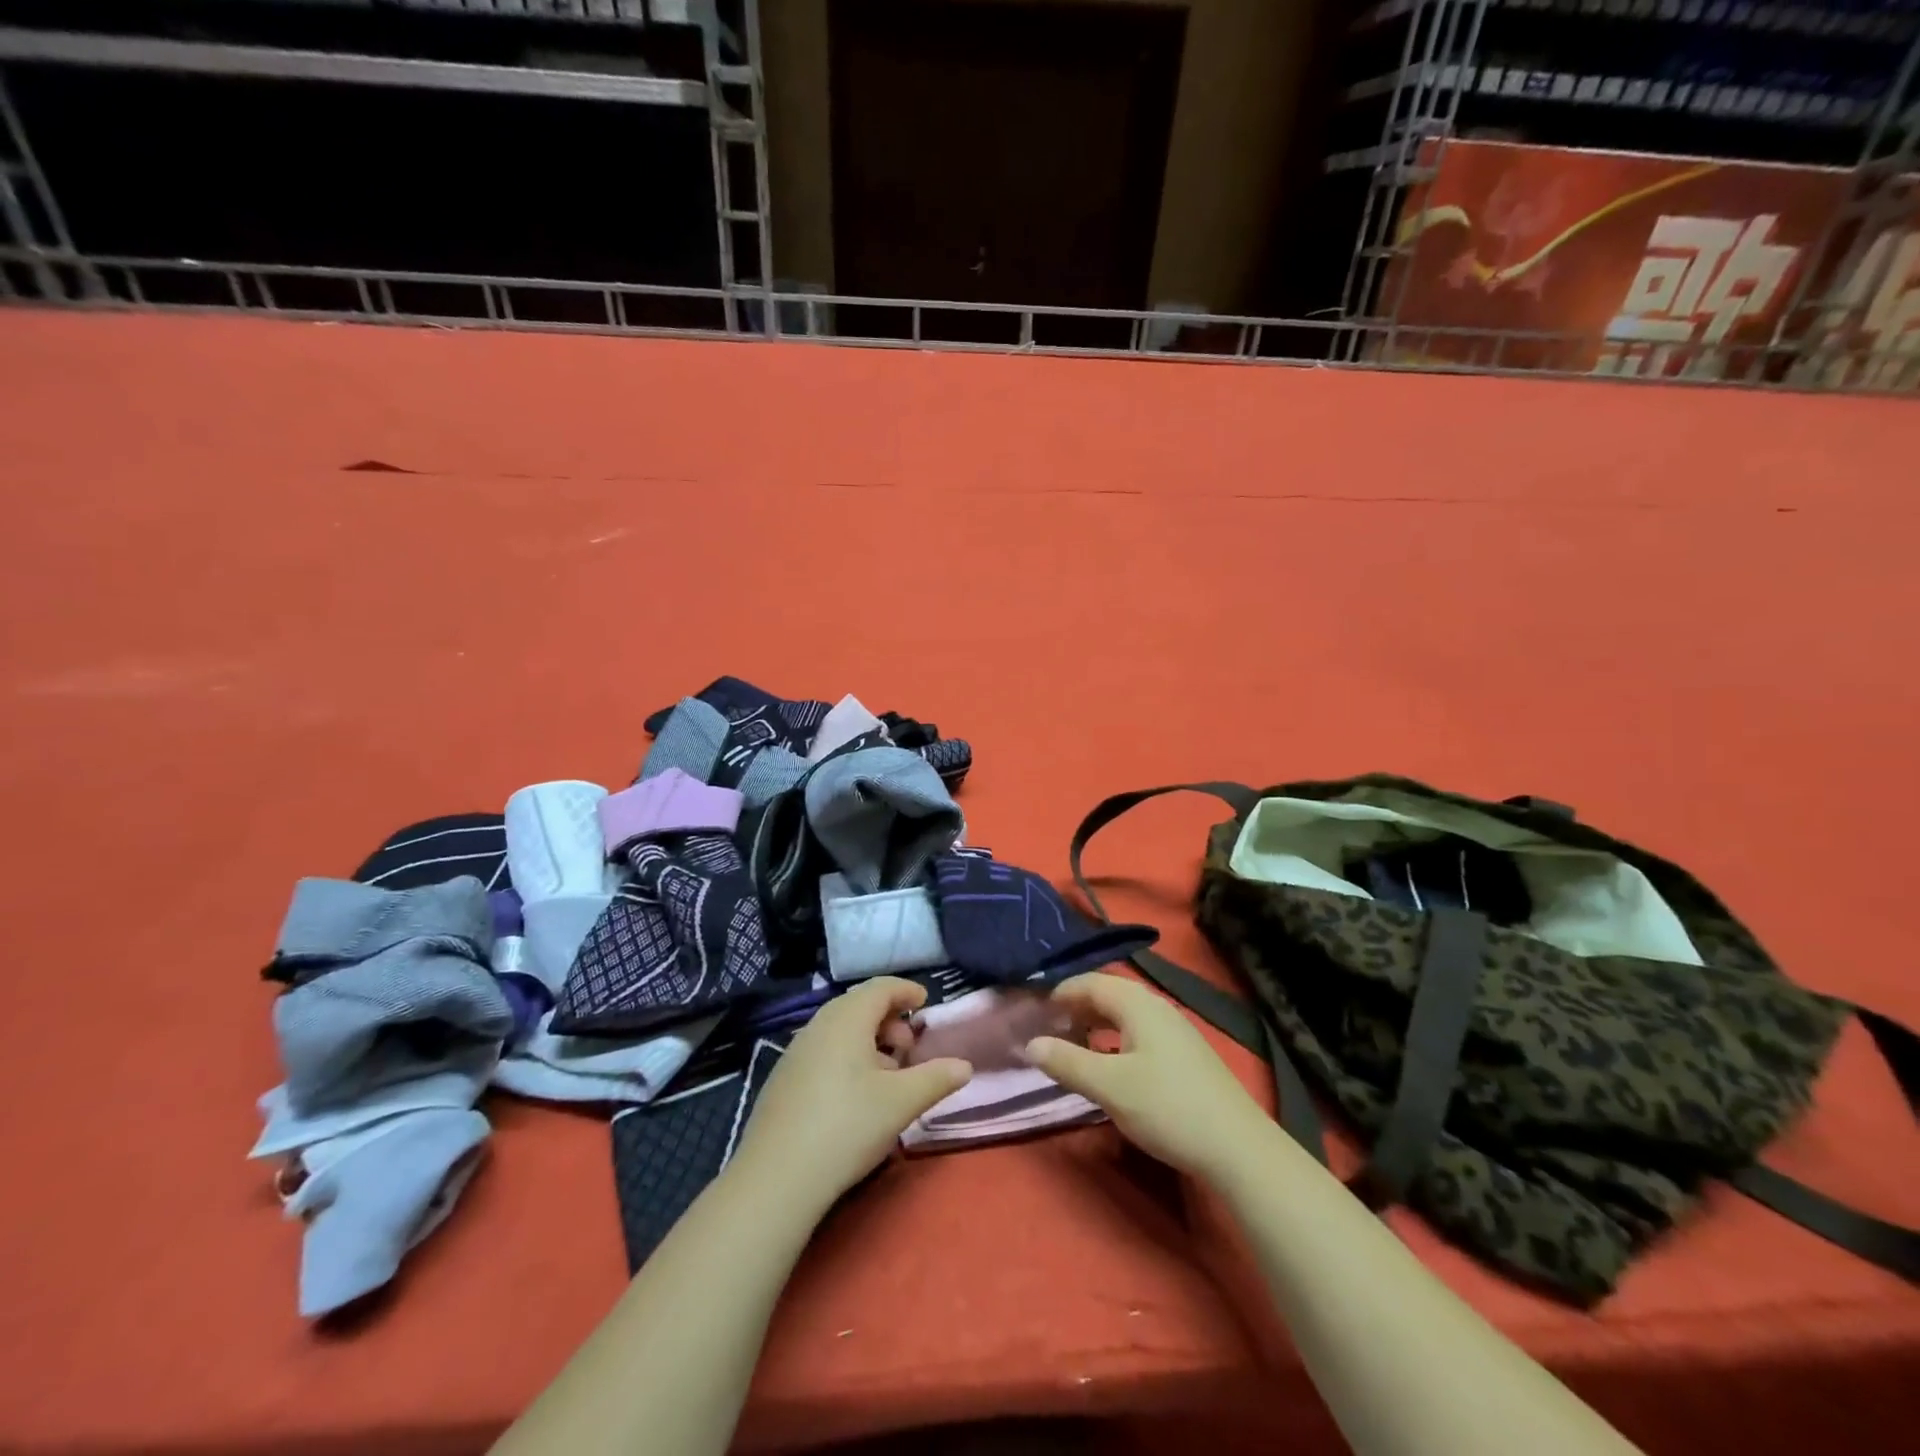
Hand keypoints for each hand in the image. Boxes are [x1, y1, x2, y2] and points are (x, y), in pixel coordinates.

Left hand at [730, 978, 972, 1213]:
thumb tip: (964, 1065)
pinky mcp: (783, 1079)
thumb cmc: (847, 1126)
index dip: (906, 990)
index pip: (881, 987)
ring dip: (869, 1041)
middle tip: (909, 1048)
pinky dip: (847, 1057)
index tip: (926, 1003)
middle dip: (890, 1019)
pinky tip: (855, 1095)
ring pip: (840, 1029)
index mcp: (847, 1019)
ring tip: (887, 1075)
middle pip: (859, 1005)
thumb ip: (936, 1078)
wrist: (776, 1178)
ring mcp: (795, 1051)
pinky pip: (823, 1050)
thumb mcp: (901, 1102)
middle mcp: (818, 1025)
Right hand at [1024, 972, 1272, 1183]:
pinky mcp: (1185, 1054)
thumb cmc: (1167, 1107)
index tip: (1032, 1011)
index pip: (1089, 982)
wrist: (1238, 1147)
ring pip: (1124, 1014)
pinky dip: (1114, 1038)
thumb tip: (1030, 1044)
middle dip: (1075, 1006)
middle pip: (1107, 994)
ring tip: (1071, 1045)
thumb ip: (1067, 1062)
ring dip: (1095, 1023)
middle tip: (1047, 1028)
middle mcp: (1156, 1006)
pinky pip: (1138, 1031)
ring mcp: (1175, 1030)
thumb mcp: (1109, 1087)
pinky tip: (1109, 1064)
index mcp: (1137, 1003)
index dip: (1059, 993)